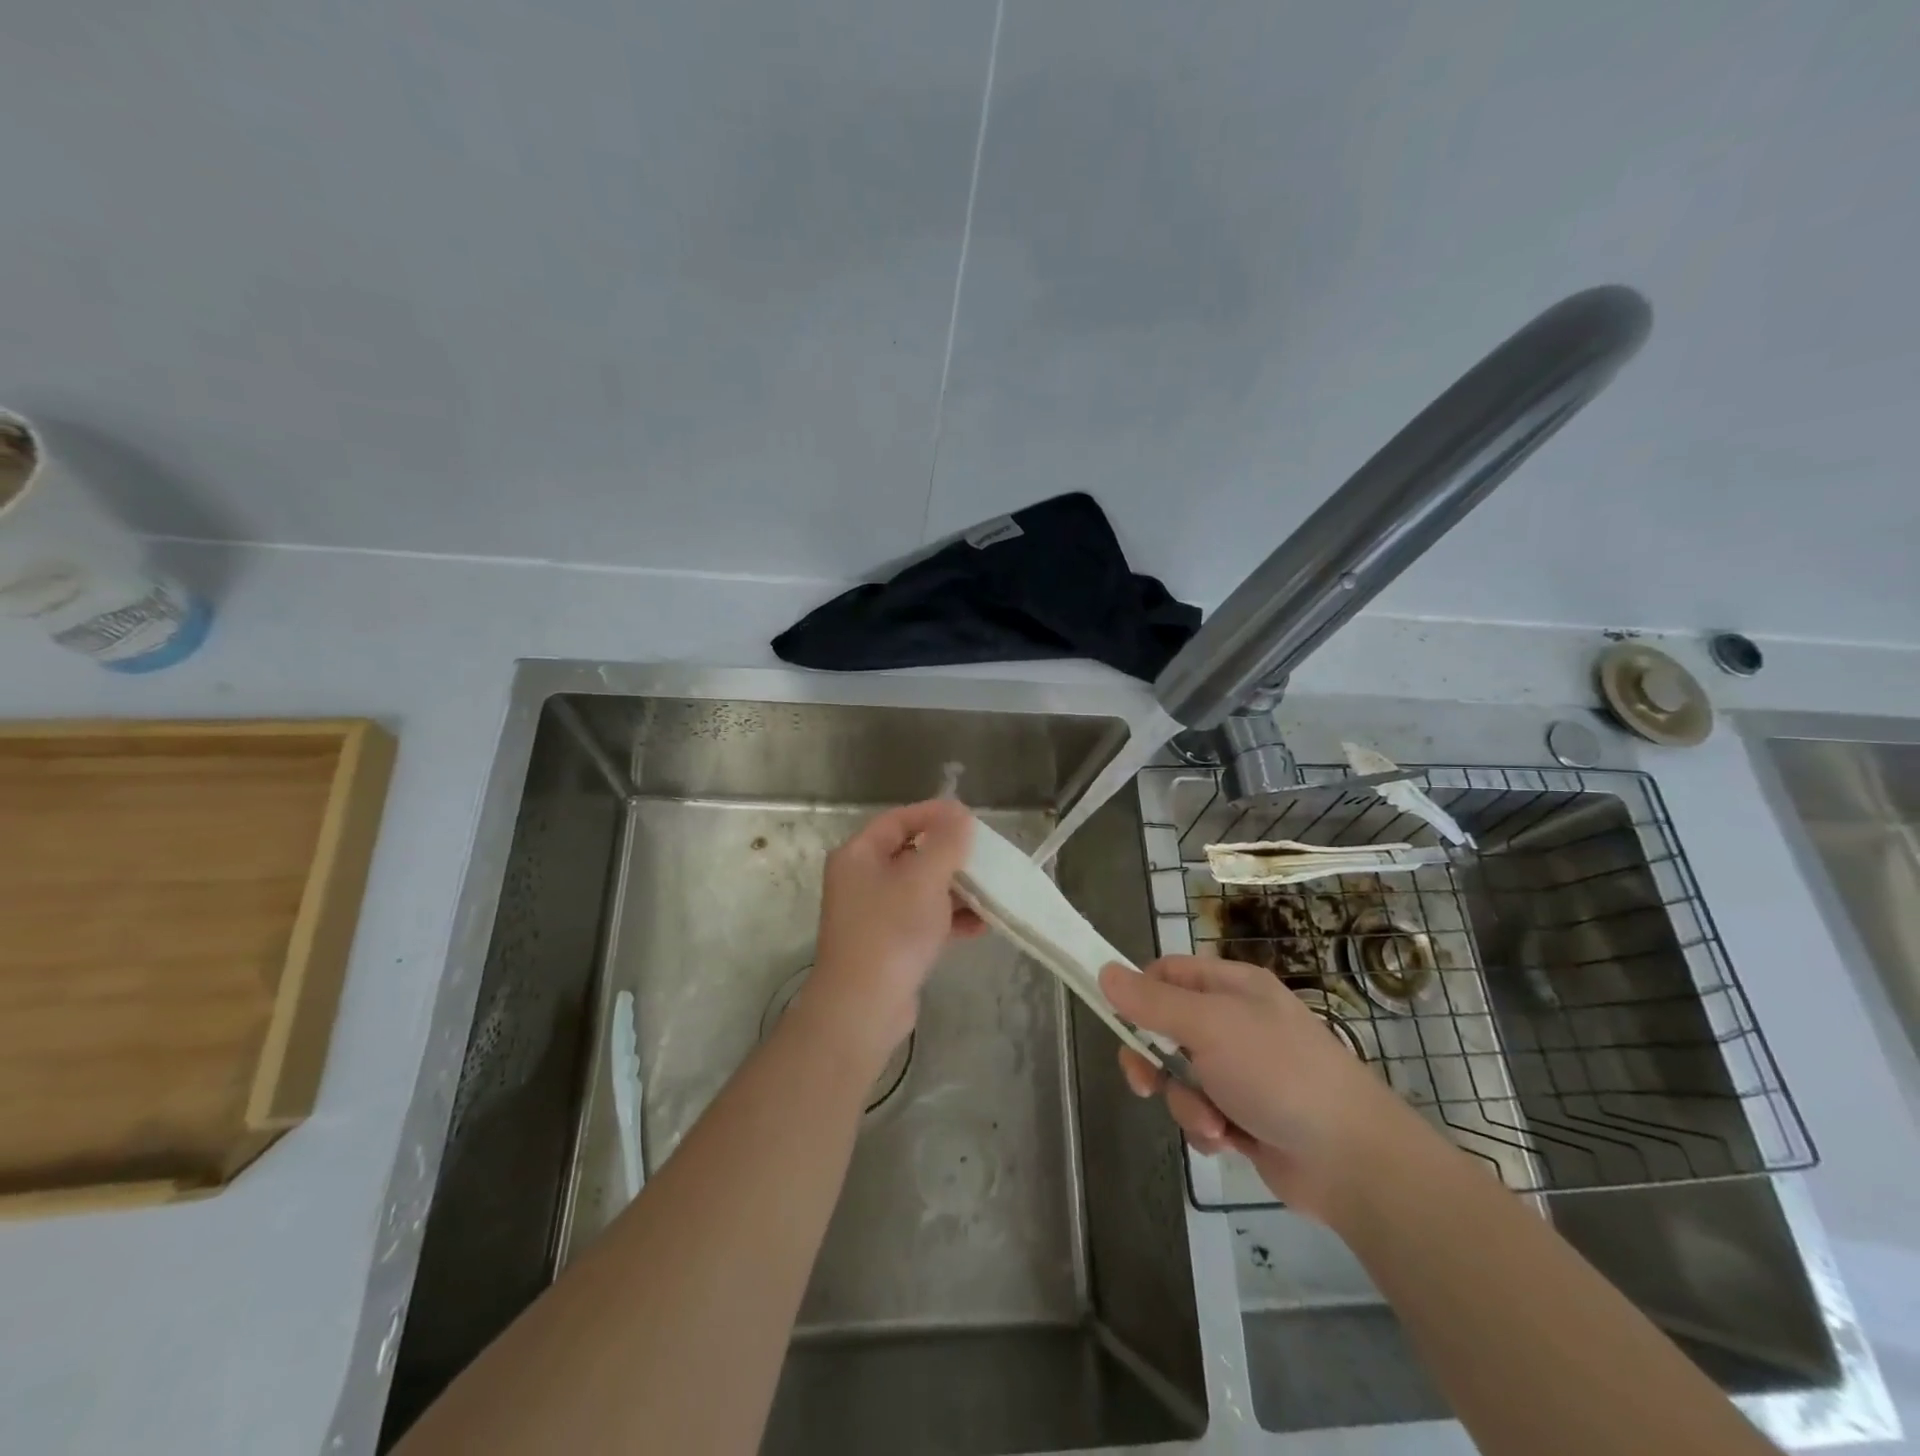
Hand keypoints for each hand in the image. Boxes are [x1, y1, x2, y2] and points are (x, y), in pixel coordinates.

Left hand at [803, 799, 984, 1068]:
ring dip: (956, 889)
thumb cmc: (892, 930)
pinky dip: (950, 919)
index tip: (971, 818)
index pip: (898, 819)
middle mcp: (861, 880)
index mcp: (858, 855)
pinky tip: (981, 926)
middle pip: (911, 853)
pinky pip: (923, 919)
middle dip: (950, 855)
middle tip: (984, 856)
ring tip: (990, 892)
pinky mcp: (889, 944)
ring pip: (921, 889)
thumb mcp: (924, 878)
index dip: (934, 814)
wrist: (863, 1008)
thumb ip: (946, 842)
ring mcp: (874, 914)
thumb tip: (959, 815)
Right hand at [1099, 956, 1424, 1221]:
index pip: (1167, 973)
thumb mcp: (1209, 1026)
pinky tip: (1230, 1141)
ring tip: (1213, 1122)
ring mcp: (1242, 1071)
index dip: (1139, 993)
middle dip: (1154, 1060)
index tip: (1118, 1019)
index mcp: (1231, 987)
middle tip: (1144, 1082)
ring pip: (1181, 1078)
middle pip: (1166, 1029)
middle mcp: (1235, 1023)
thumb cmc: (1278, 1073)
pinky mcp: (1246, 1115)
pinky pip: (1202, 1112)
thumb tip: (1105, 972)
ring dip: (1186, 1103)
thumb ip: (1152, 1002)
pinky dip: (1209, 1128)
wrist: (1351, 1159)